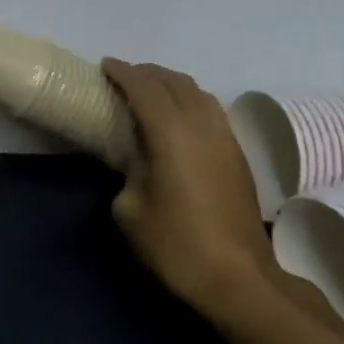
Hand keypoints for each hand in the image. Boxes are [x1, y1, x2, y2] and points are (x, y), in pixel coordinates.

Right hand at [101, 60, 275, 319]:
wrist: (237, 277)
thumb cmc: (175, 244)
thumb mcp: (130, 211)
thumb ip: (128, 172)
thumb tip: (135, 160)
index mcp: (171, 134)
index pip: (144, 89)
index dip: (123, 73)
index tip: (106, 66)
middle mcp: (202, 126)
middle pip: (175, 82)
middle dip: (148, 73)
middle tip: (125, 77)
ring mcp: (225, 138)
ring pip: (199, 93)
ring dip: (173, 84)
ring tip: (152, 92)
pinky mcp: (238, 155)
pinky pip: (212, 110)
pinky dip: (191, 101)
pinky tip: (180, 118)